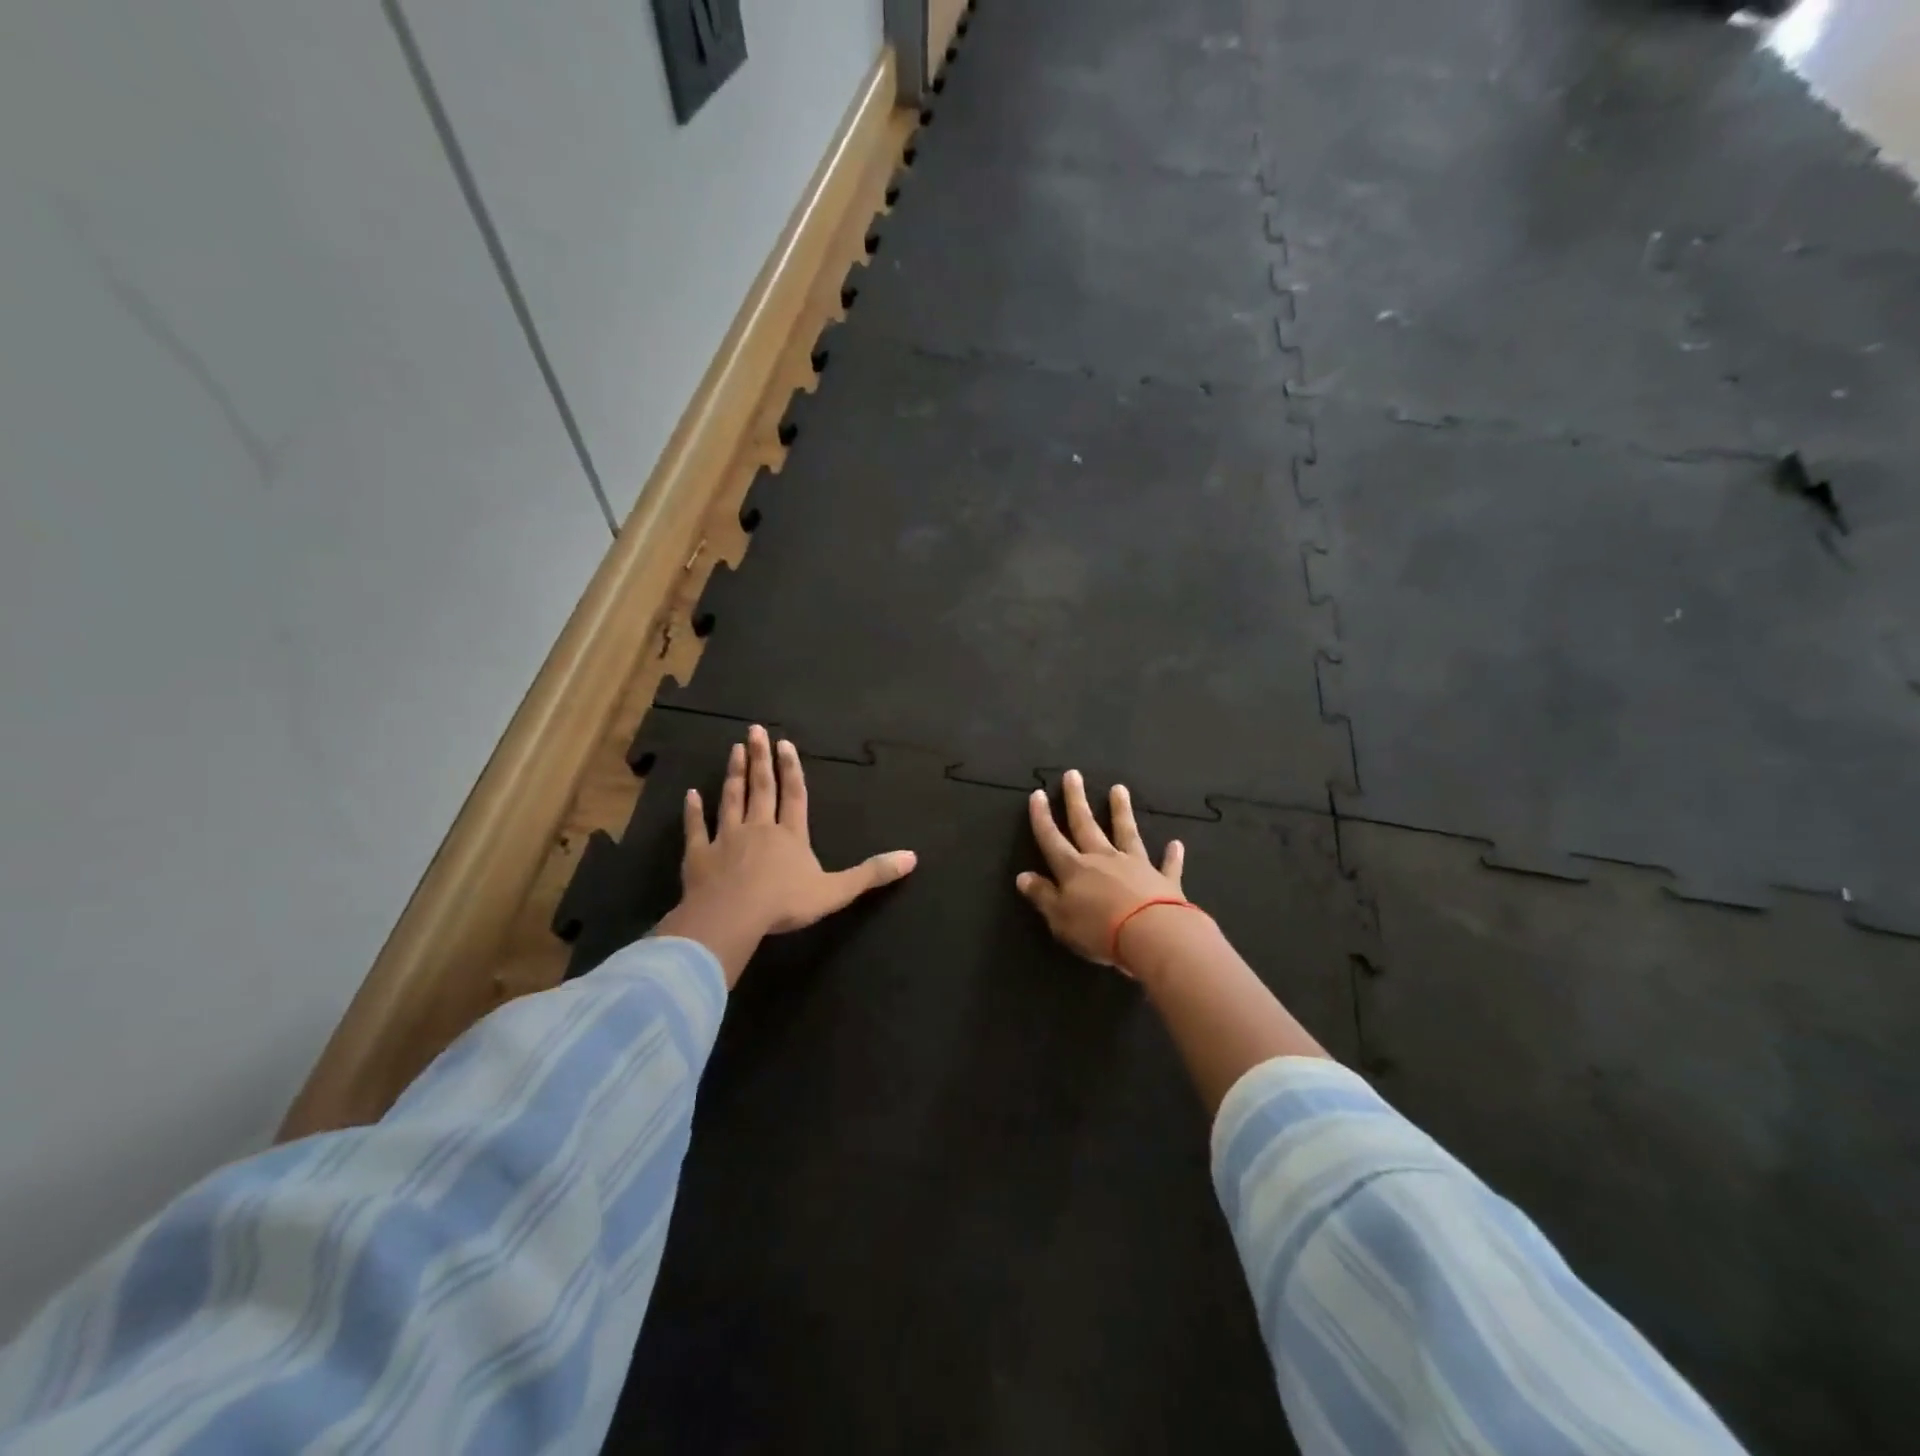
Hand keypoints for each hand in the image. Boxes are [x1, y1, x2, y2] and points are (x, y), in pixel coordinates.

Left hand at [654, 726, 915, 984]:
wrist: (732, 917)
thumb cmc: (785, 903)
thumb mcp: (837, 891)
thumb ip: (871, 873)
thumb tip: (912, 857)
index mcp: (791, 835)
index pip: (794, 796)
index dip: (792, 770)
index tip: (785, 744)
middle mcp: (759, 828)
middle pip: (761, 788)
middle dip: (760, 759)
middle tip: (754, 730)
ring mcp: (726, 839)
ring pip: (731, 800)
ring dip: (733, 775)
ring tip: (733, 750)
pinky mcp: (699, 856)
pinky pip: (696, 829)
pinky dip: (693, 812)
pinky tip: (691, 795)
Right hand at [1016, 769, 1187, 973]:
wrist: (1152, 935)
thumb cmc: (1099, 930)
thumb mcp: (1060, 918)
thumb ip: (1042, 896)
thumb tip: (1023, 876)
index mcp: (1074, 869)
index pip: (1052, 839)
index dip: (1042, 818)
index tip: (1037, 794)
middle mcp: (1103, 859)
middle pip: (1086, 825)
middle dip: (1076, 800)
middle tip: (1073, 774)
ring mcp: (1136, 866)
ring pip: (1126, 833)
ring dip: (1121, 811)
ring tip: (1119, 789)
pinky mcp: (1164, 881)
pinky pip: (1167, 865)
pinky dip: (1171, 855)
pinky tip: (1176, 844)